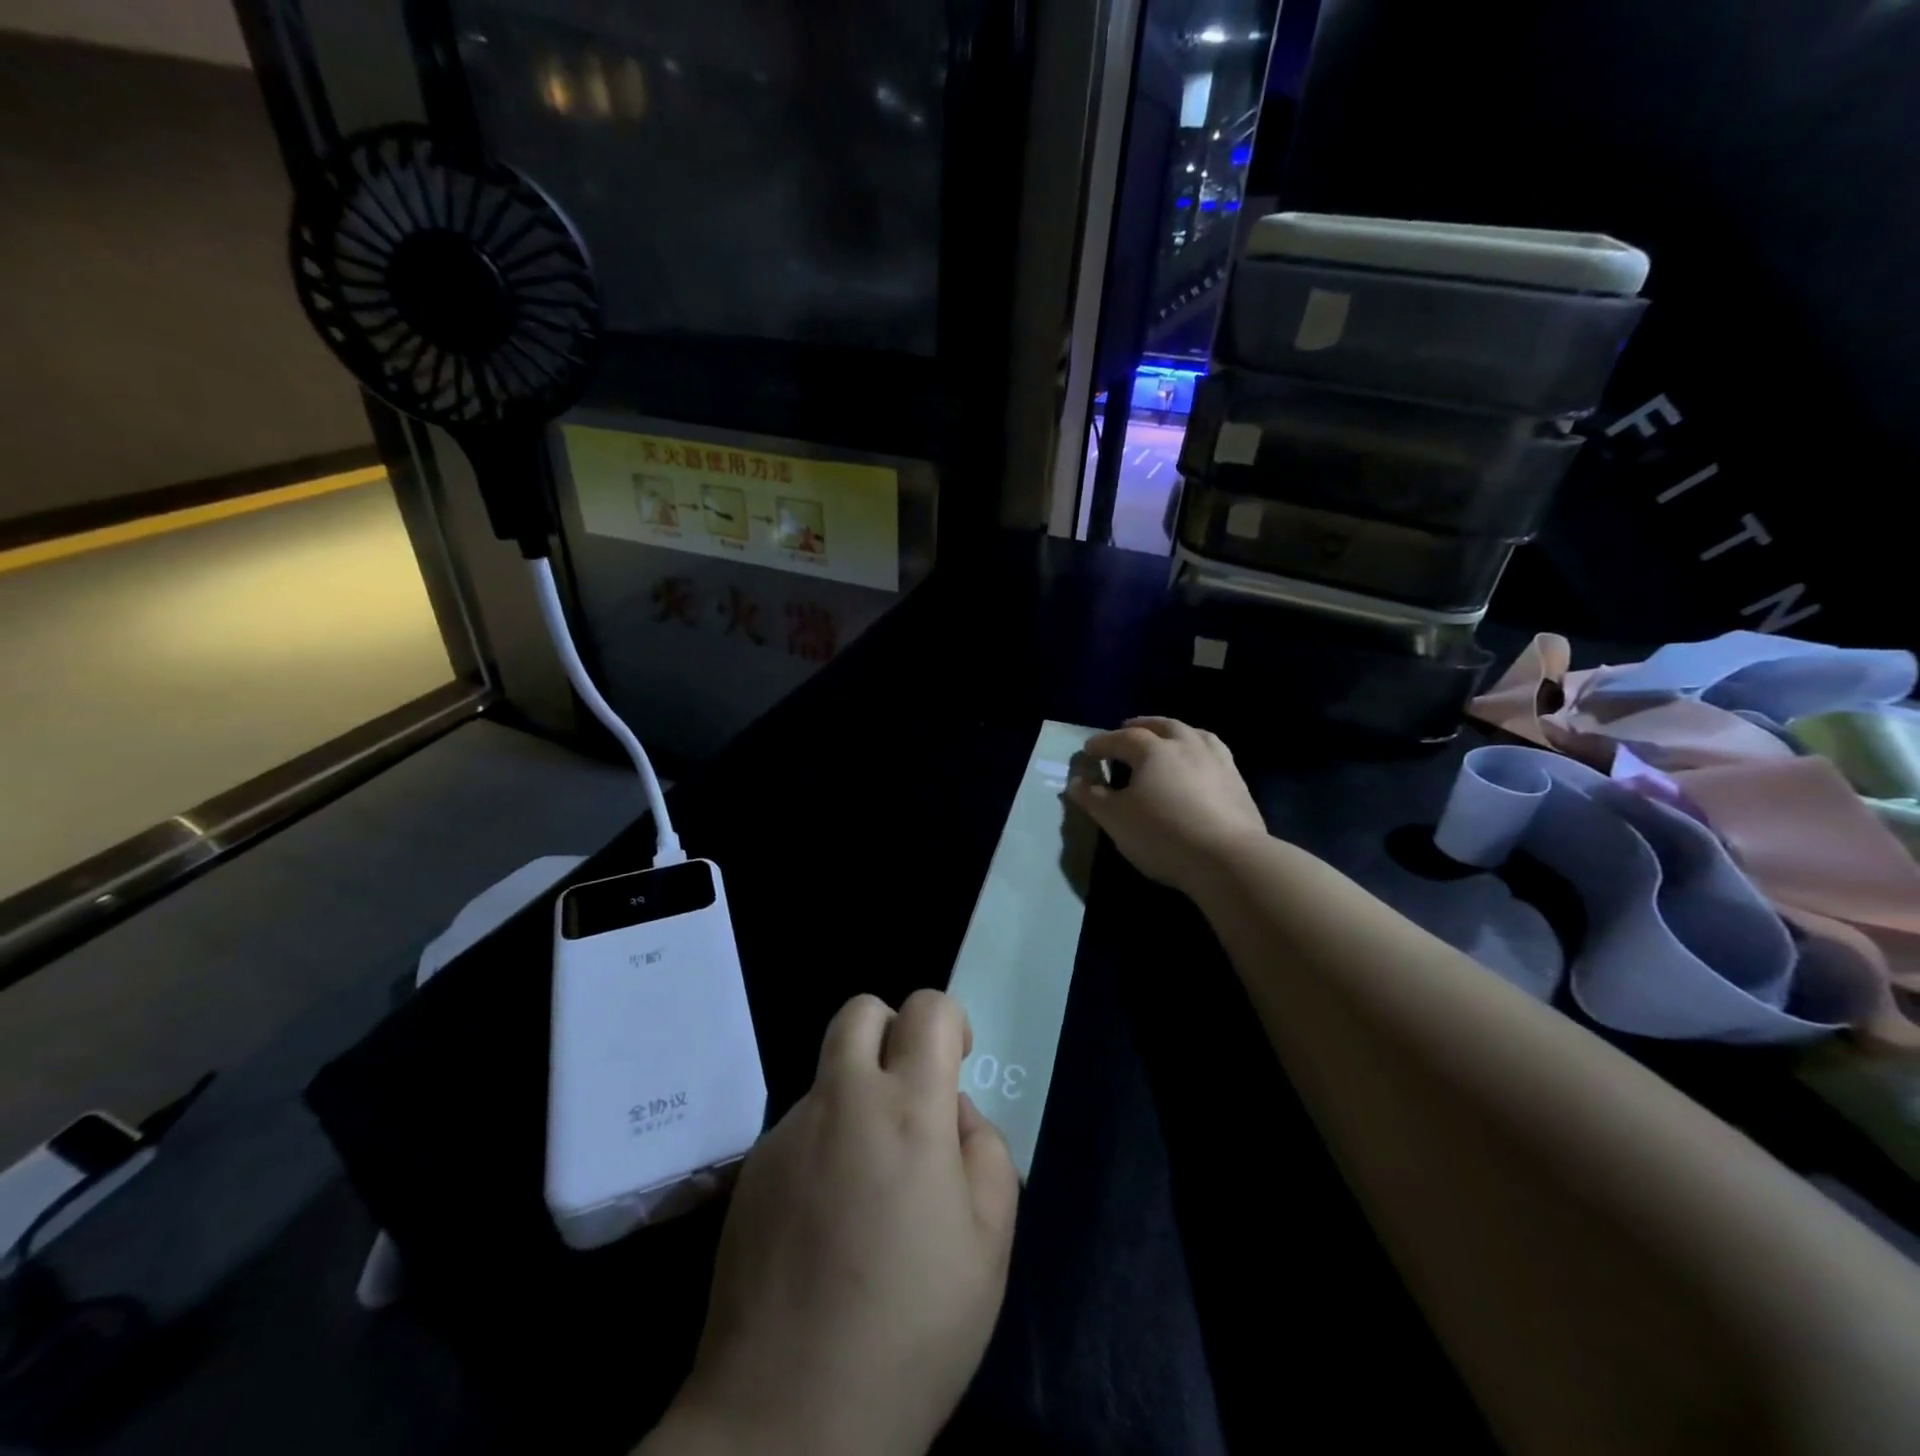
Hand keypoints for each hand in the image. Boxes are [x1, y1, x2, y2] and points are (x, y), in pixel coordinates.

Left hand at [651, 991, 1017, 1455]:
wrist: (788, 1418)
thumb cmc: (912, 1329)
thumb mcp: (990, 1242)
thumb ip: (984, 1150)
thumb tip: (953, 1112)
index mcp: (908, 1110)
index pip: (927, 1008)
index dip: (949, 1022)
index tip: (955, 1064)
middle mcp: (841, 1101)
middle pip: (859, 1011)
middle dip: (892, 1031)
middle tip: (909, 1094)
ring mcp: (787, 1133)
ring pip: (829, 1076)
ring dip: (856, 1098)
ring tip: (868, 1186)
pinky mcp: (752, 1170)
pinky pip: (799, 1127)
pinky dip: (823, 1144)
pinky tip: (826, 1221)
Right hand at [1066, 717, 1267, 897]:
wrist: (1229, 859)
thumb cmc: (1162, 834)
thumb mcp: (1115, 819)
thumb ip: (1093, 798)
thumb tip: (1075, 782)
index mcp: (1154, 750)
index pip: (1122, 738)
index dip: (1103, 742)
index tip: (1088, 749)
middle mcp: (1187, 745)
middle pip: (1163, 725)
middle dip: (1142, 725)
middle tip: (1128, 728)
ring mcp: (1218, 761)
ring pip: (1195, 734)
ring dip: (1176, 732)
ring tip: (1168, 739)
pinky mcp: (1239, 783)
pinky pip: (1215, 755)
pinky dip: (1200, 752)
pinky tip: (1199, 766)